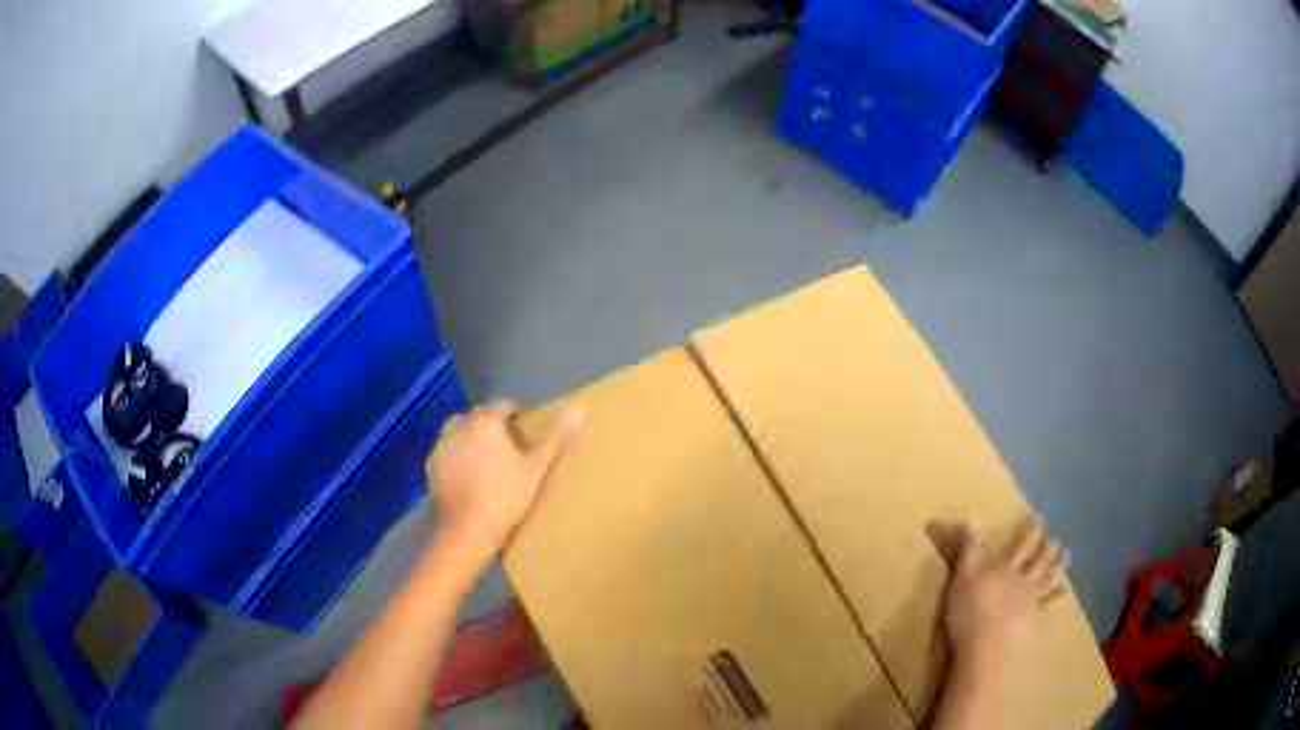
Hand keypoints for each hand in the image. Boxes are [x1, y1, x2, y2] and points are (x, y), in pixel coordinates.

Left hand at [426, 399, 584, 560]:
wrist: (469, 529)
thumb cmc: (507, 496)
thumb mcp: (537, 467)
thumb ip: (556, 436)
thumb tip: (580, 408)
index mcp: (486, 421)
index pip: (503, 405)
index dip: (516, 415)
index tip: (526, 431)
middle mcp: (460, 426)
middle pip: (479, 417)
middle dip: (492, 425)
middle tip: (507, 447)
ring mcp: (442, 445)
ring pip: (459, 431)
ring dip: (471, 437)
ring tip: (485, 459)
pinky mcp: (431, 465)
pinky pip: (447, 451)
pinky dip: (456, 455)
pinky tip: (467, 474)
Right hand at [943, 518, 1067, 660]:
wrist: (983, 646)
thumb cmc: (968, 612)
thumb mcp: (962, 578)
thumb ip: (969, 550)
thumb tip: (973, 517)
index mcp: (1006, 569)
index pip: (1022, 544)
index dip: (1032, 530)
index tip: (1041, 516)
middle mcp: (1024, 580)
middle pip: (1039, 560)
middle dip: (1047, 547)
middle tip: (1054, 537)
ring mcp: (1032, 600)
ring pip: (1049, 579)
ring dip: (1058, 566)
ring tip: (1066, 555)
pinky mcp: (1034, 619)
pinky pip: (1049, 606)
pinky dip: (1058, 598)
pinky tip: (1064, 594)